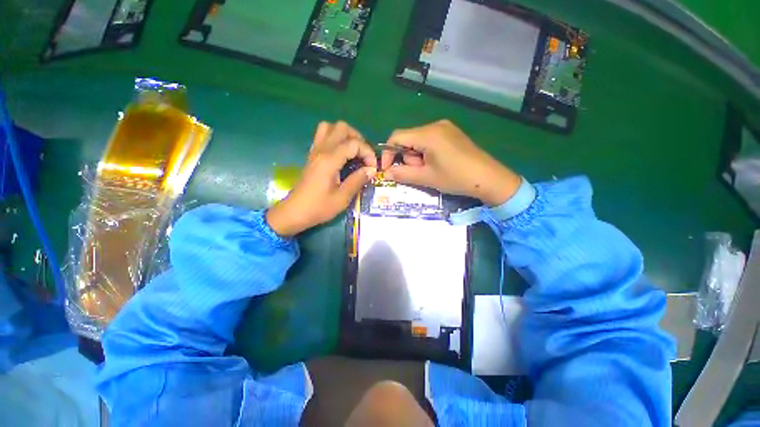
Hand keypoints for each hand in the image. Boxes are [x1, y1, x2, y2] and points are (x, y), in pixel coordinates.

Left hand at [267, 121, 376, 236]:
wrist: (294, 212)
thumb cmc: (318, 208)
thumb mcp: (342, 198)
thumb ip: (357, 180)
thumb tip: (372, 170)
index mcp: (329, 160)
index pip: (353, 144)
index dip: (367, 153)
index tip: (372, 168)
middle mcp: (321, 150)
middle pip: (341, 127)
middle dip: (358, 138)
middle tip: (364, 156)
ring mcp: (315, 151)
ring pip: (330, 127)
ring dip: (345, 135)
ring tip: (353, 151)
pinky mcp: (312, 156)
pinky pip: (323, 136)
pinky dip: (335, 139)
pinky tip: (342, 155)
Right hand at [381, 120, 521, 205]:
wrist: (488, 178)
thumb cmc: (455, 178)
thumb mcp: (426, 178)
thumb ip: (402, 174)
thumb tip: (386, 173)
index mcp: (428, 134)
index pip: (396, 137)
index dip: (387, 153)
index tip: (387, 169)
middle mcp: (435, 125)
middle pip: (408, 138)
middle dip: (406, 157)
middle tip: (417, 172)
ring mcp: (445, 128)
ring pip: (418, 140)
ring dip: (416, 156)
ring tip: (429, 170)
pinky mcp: (451, 133)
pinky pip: (430, 140)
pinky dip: (426, 153)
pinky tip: (436, 164)